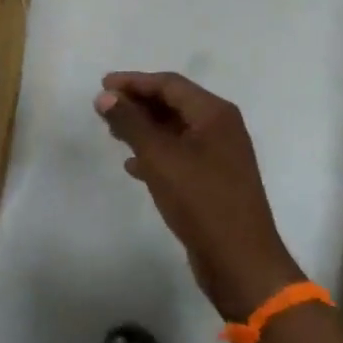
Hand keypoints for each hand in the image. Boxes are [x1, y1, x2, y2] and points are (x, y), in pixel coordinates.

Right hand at [95, 72, 302, 322]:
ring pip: (175, 131)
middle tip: (105, 109)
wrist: (240, 261)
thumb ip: (131, 123)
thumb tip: (105, 96)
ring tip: (113, 134)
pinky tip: (133, 166)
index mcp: (215, 114)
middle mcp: (221, 128)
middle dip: (139, 104)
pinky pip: (180, 155)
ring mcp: (220, 156)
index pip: (170, 84)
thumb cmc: (201, 201)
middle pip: (174, 104)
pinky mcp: (214, 181)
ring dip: (144, 129)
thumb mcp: (160, 158)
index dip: (134, 81)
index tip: (102, 85)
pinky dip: (156, 154)